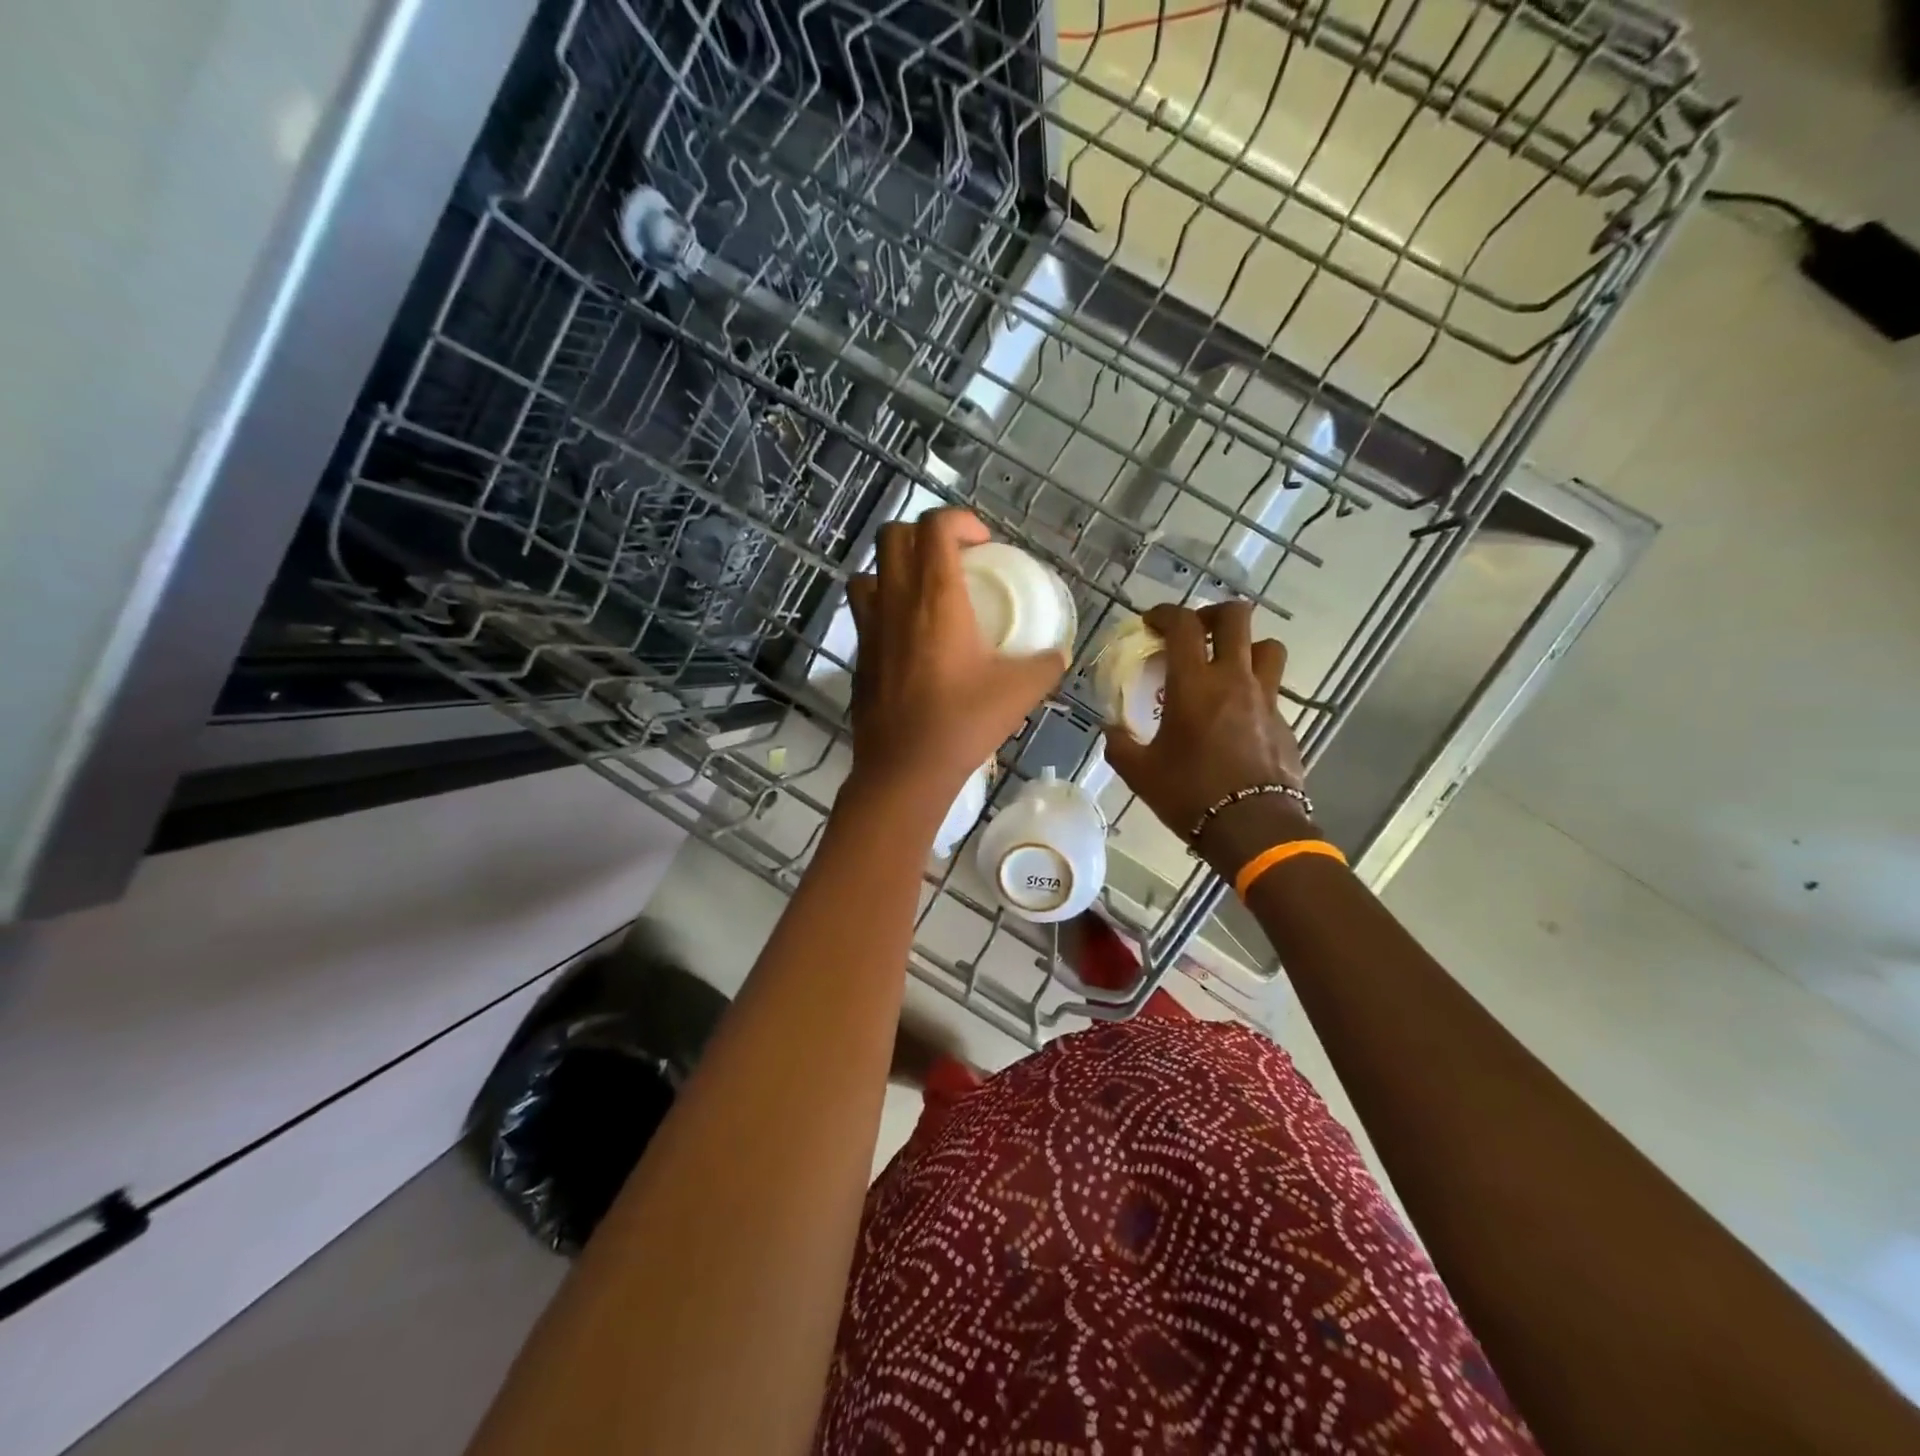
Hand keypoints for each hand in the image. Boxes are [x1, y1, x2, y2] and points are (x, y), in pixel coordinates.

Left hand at [844, 509, 1064, 802]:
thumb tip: (1058, 654)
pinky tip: (907, 633)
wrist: (905, 768)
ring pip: (870, 568)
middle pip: (894, 534)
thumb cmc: (962, 723)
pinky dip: (883, 602)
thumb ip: (1046, 664)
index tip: (983, 544)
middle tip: (954, 560)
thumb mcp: (1020, 692)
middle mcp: (896, 600)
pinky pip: (863, 607)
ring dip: (896, 566)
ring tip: (924, 590)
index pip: (935, 526)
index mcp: (936, 597)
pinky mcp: (859, 653)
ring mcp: (870, 625)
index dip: (959, 520)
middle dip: (924, 533)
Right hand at [1101, 601, 1311, 872]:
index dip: (1166, 613)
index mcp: (1194, 684)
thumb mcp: (1141, 773)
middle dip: (1214, 614)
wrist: (1253, 828)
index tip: (1152, 622)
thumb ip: (1120, 744)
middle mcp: (1234, 679)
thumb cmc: (1190, 794)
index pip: (1184, 625)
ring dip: (1246, 646)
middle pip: (1237, 618)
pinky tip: (1237, 715)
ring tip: (1226, 666)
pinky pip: (1272, 689)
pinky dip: (1254, 689)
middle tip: (1196, 631)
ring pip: (1267, 647)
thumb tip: (1112, 731)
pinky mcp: (1284, 722)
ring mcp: (1266, 699)